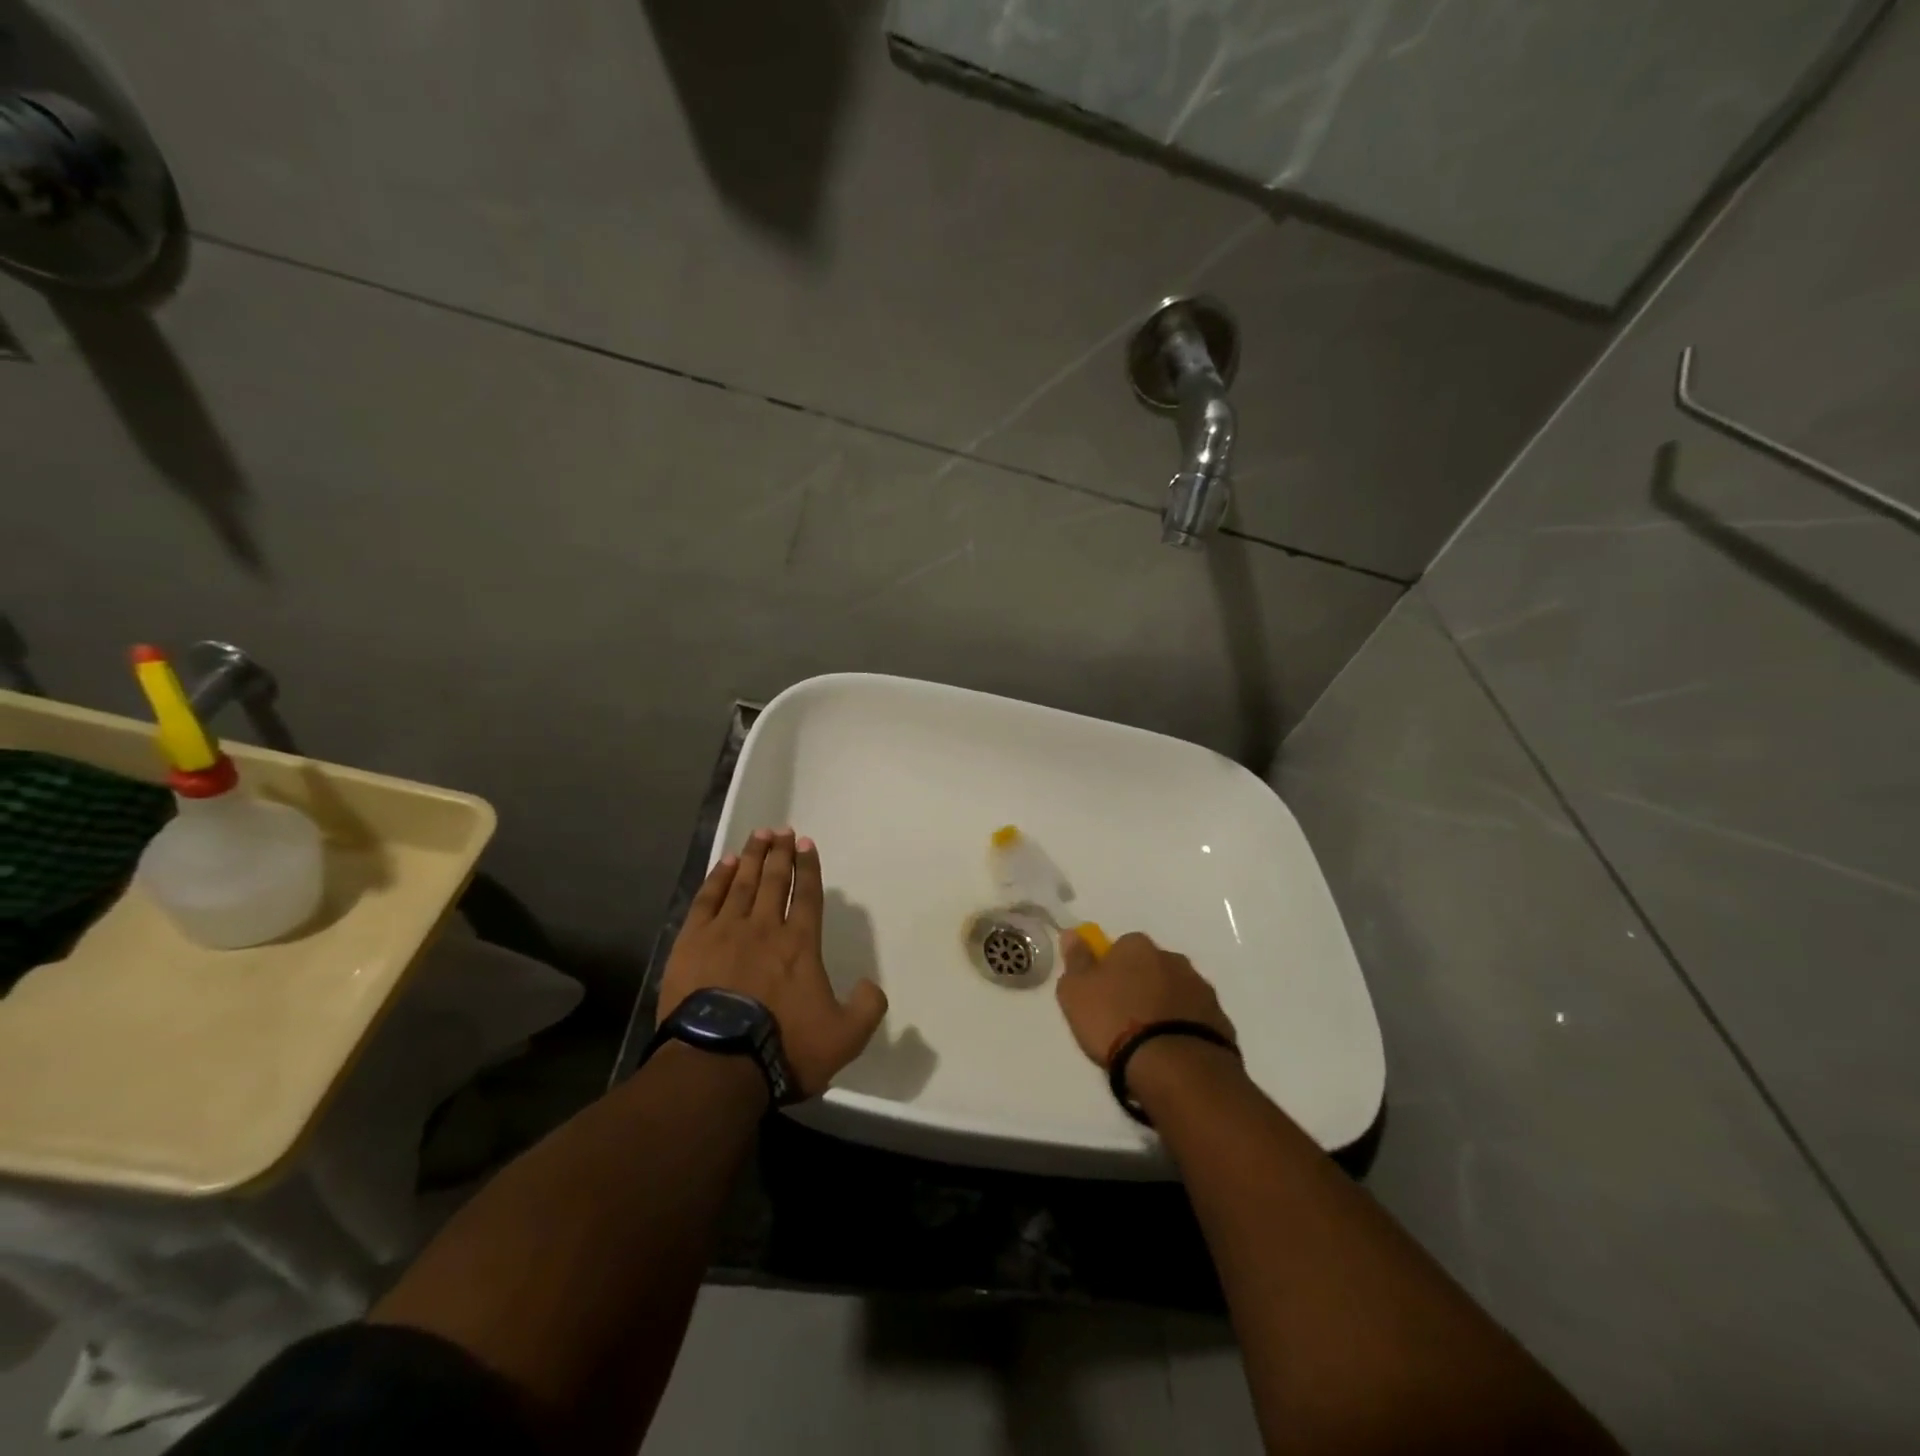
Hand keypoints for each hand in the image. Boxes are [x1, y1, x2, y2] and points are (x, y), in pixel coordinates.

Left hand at [660, 828, 886, 1096]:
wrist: (718, 1064)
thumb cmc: (784, 1049)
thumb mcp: (844, 1038)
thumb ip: (867, 1008)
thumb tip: (871, 985)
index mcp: (800, 944)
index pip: (808, 895)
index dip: (809, 868)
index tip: (806, 844)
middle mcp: (765, 928)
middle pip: (775, 880)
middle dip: (780, 853)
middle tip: (782, 831)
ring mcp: (726, 932)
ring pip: (743, 883)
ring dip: (753, 857)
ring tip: (759, 835)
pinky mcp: (692, 943)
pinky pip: (707, 899)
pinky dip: (718, 878)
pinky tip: (725, 864)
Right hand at [1054, 930, 1235, 1066]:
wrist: (1174, 1066)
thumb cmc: (1115, 1022)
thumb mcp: (1076, 992)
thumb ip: (1076, 961)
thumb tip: (1073, 934)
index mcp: (1137, 946)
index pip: (1120, 947)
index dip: (1109, 969)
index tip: (1101, 995)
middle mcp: (1172, 958)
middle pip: (1150, 967)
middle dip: (1140, 986)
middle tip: (1123, 1019)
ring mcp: (1200, 989)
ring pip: (1175, 991)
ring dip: (1163, 1006)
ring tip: (1148, 1041)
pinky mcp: (1220, 1020)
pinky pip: (1194, 1019)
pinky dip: (1183, 1028)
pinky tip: (1171, 1052)